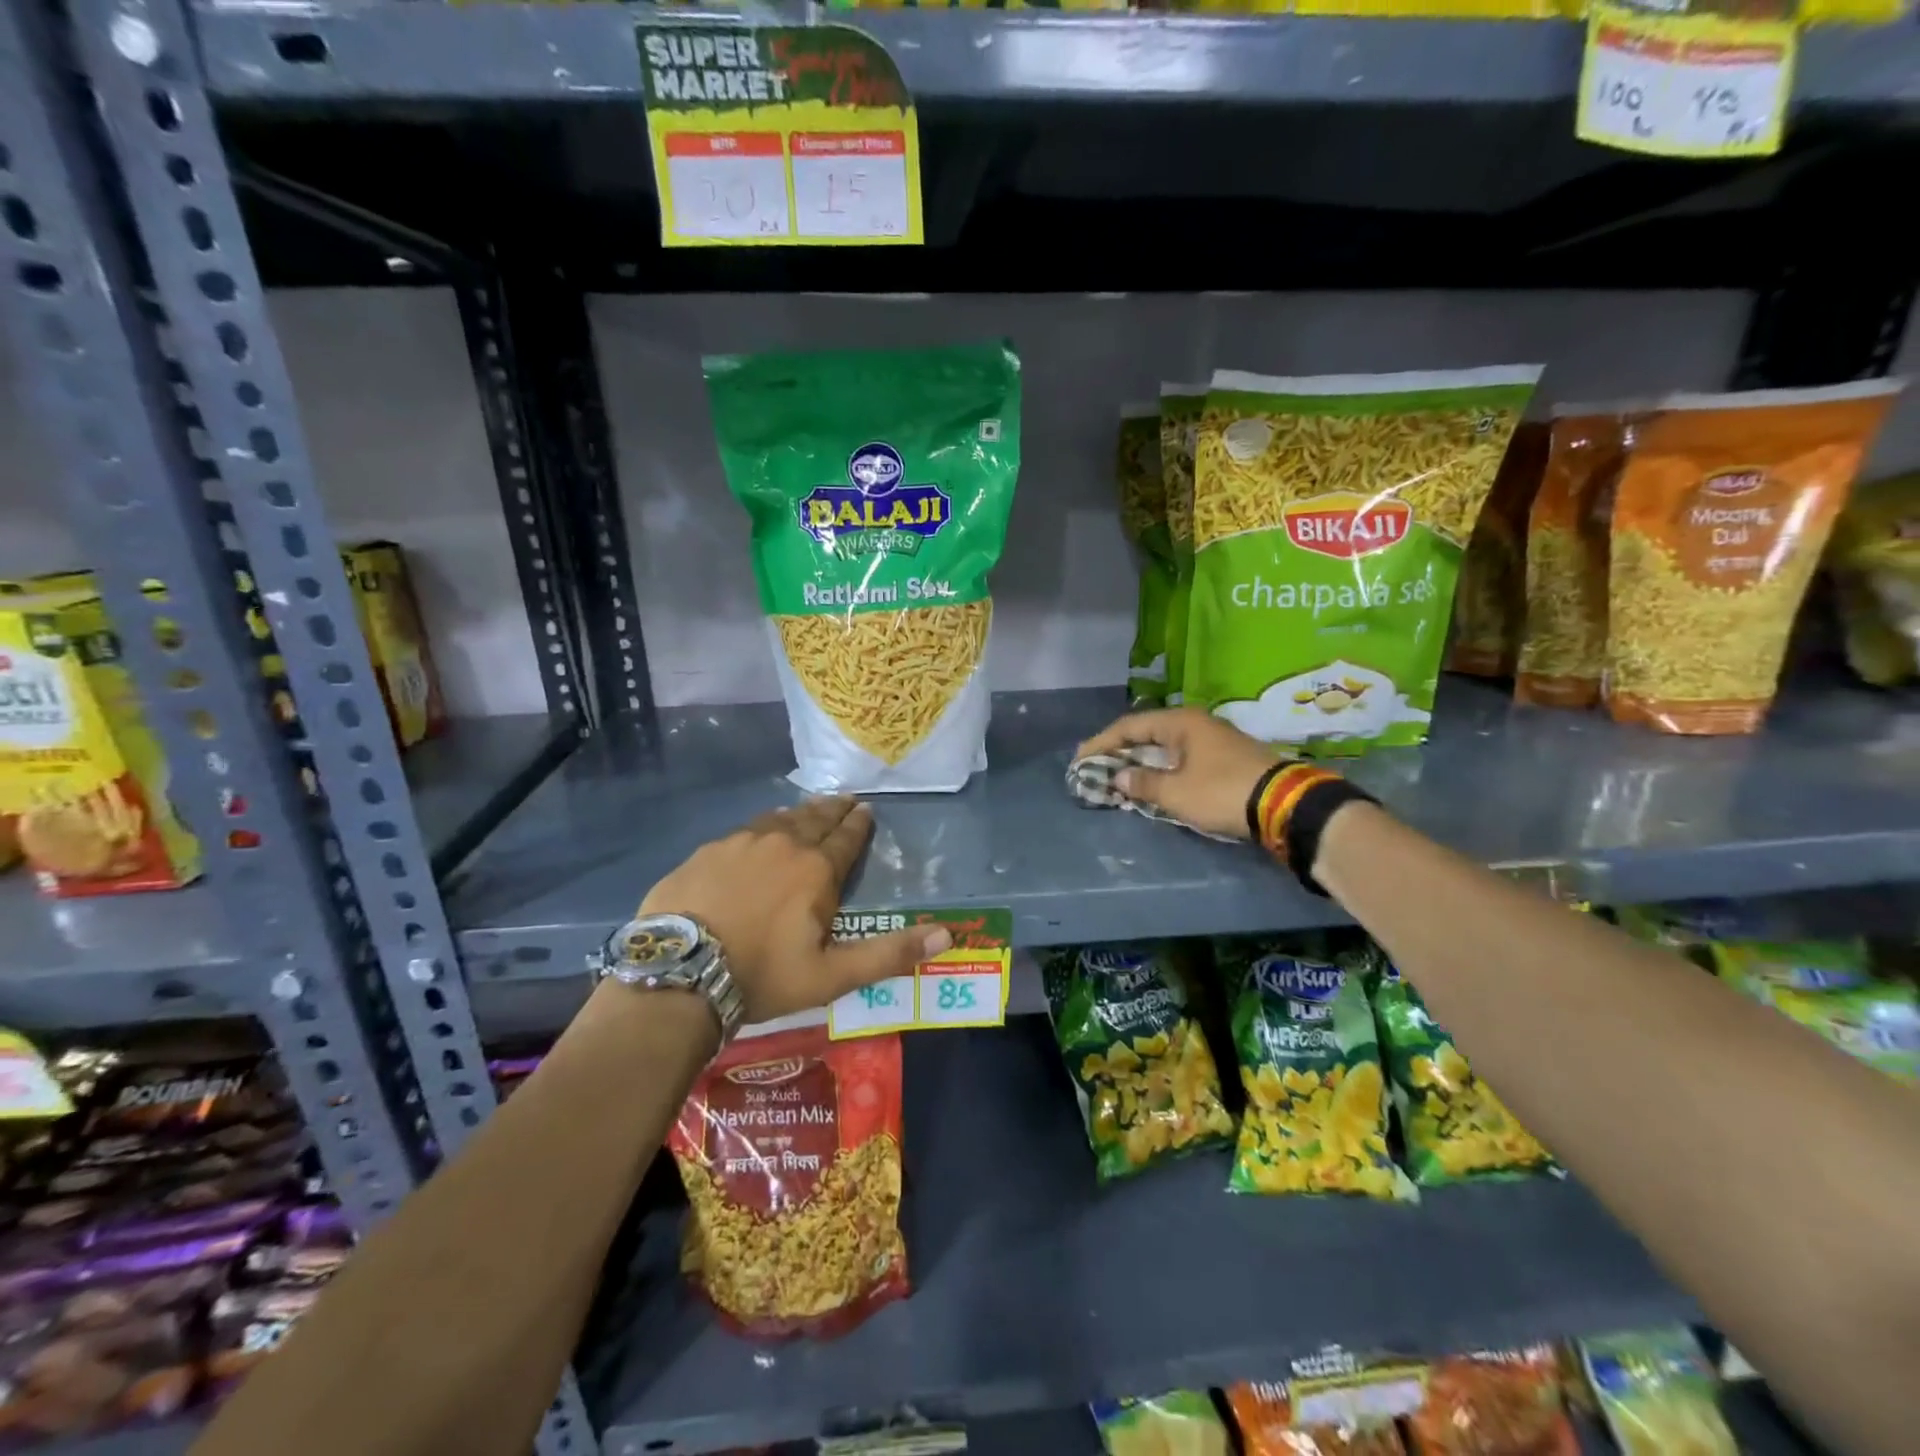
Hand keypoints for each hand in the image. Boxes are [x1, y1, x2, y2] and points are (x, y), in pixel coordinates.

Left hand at [640, 797, 950, 1023]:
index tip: (867, 810)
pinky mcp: (707, 851)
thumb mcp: (833, 975)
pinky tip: (761, 828)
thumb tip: (947, 937)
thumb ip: (889, 954)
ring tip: (810, 808)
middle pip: (815, 820)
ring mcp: (740, 843)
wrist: (679, 974)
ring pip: (779, 819)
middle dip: (834, 810)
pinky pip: (745, 829)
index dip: (859, 825)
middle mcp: (783, 844)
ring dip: (800, 813)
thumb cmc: (763, 976)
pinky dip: (763, 825)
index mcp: (816, 870)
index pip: (846, 839)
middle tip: (846, 800)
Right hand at [1076, 707, 1280, 841]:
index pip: (1129, 726)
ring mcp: (1213, 740)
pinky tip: (1152, 783)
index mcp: (1180, 722)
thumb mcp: (1176, 792)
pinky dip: (1161, 769)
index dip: (1101, 743)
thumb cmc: (1222, 792)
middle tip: (1095, 768)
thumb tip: (1118, 776)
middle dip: (1119, 752)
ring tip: (1118, 777)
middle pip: (1146, 733)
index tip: (1080, 759)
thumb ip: (1142, 783)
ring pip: (1165, 747)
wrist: (1285, 804)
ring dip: (1140, 762)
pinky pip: (1181, 758)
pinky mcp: (1225, 758)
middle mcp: (1195, 724)